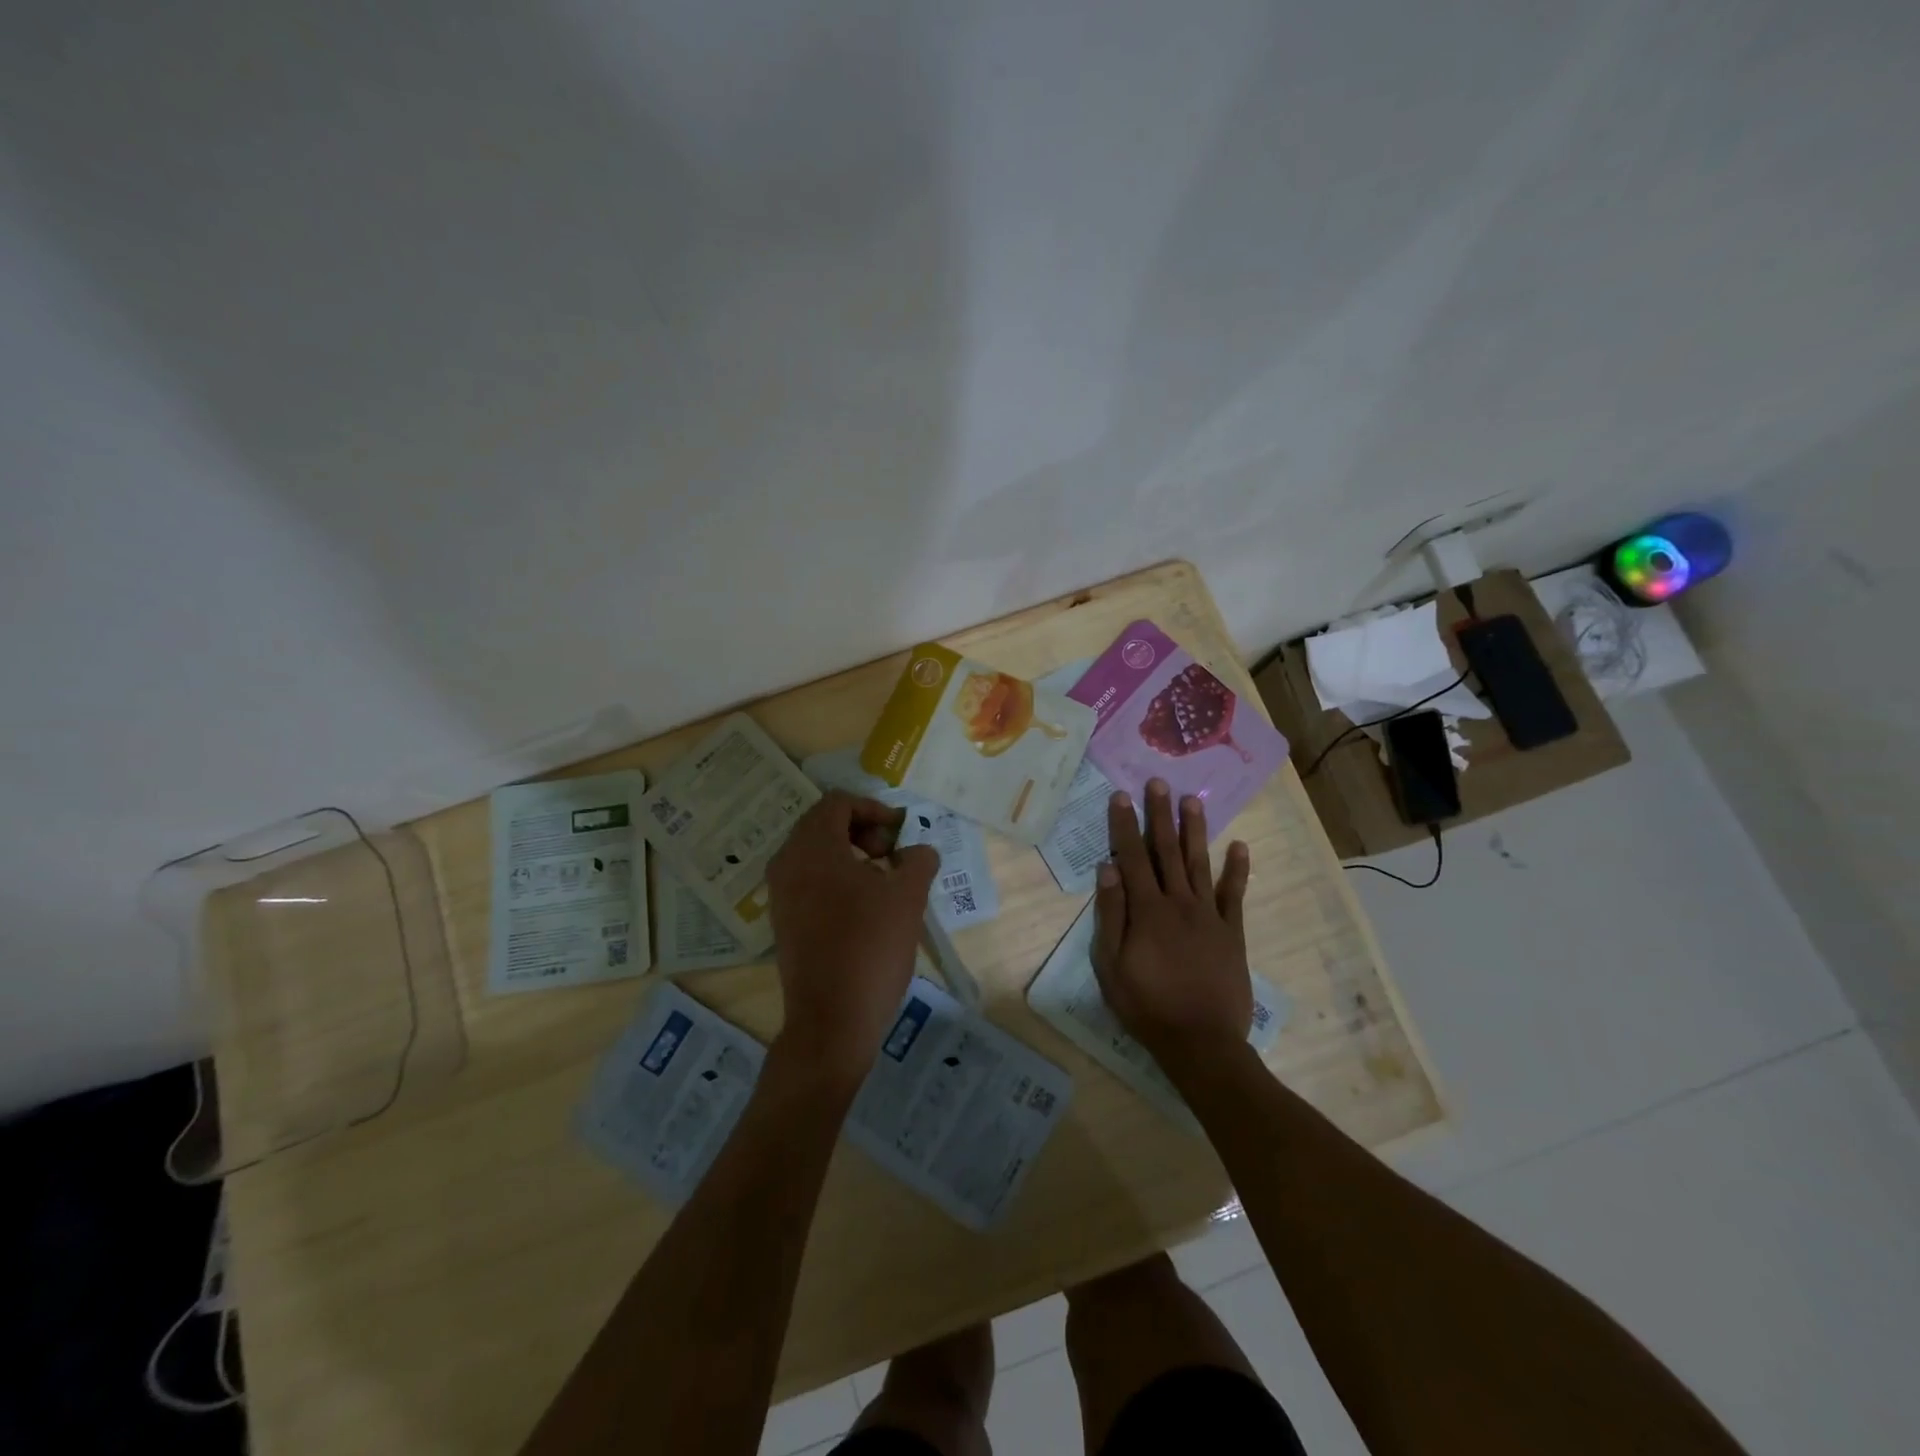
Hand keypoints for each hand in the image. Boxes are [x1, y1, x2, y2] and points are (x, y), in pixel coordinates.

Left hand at [767, 791, 939, 1084]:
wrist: (831, 1020)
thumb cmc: (870, 948)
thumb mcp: (908, 897)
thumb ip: (918, 861)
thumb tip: (919, 852)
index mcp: (813, 847)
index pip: (838, 802)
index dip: (874, 808)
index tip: (900, 834)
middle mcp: (787, 863)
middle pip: (823, 823)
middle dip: (862, 830)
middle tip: (891, 856)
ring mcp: (780, 893)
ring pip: (815, 852)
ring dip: (850, 854)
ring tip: (882, 882)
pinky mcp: (783, 920)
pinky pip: (808, 879)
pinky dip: (835, 878)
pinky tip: (863, 907)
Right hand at [1091, 779, 1252, 1071]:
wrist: (1201, 1042)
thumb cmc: (1147, 1005)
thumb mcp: (1111, 965)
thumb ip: (1110, 915)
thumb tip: (1108, 869)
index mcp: (1147, 910)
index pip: (1132, 857)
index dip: (1124, 825)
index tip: (1120, 796)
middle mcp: (1179, 902)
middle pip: (1166, 851)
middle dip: (1159, 815)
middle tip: (1158, 783)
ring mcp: (1209, 915)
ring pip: (1199, 863)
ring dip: (1194, 831)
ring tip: (1192, 800)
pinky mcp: (1232, 933)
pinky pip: (1234, 895)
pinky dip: (1237, 870)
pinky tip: (1239, 847)